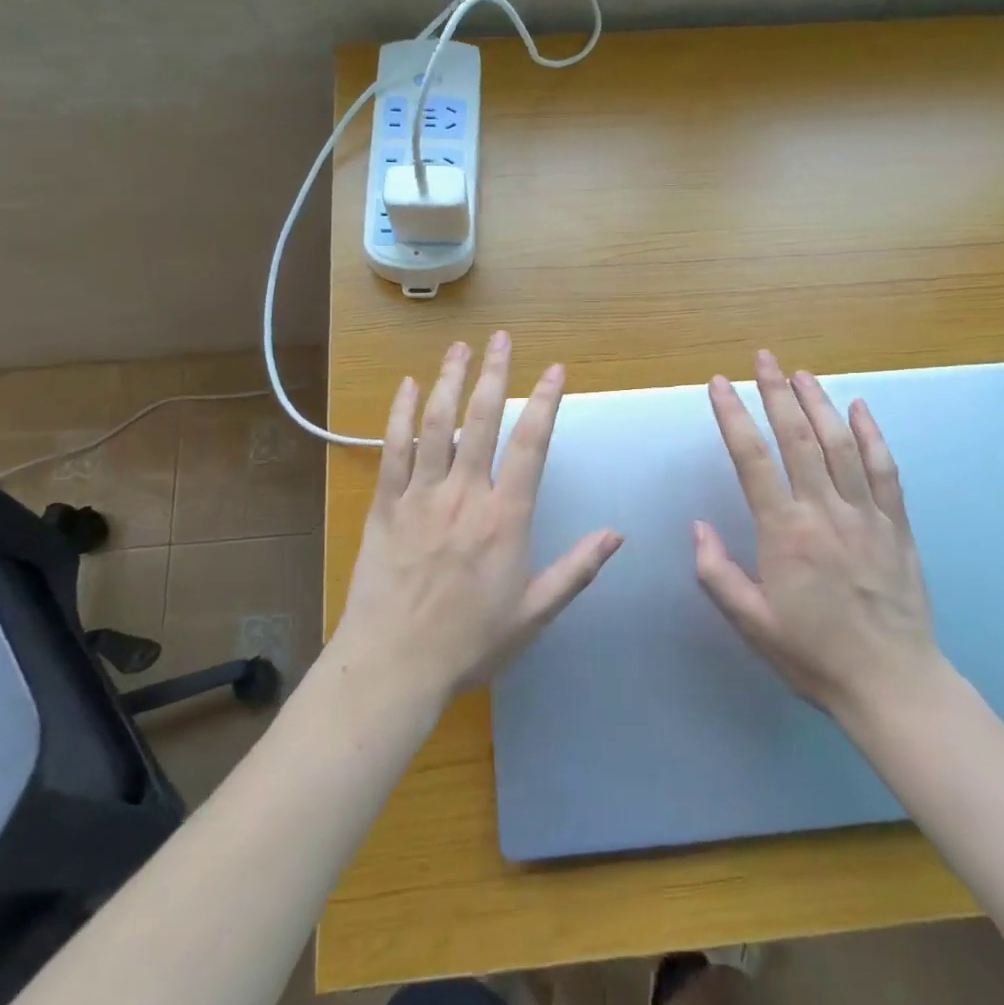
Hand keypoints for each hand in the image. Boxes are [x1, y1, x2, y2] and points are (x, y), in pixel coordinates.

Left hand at [334, 332, 622, 705]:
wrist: (395, 665)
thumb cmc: (470, 643)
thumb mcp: (535, 612)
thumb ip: (576, 569)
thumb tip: (617, 534)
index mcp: (505, 518)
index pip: (531, 445)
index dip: (546, 402)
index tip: (555, 369)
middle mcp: (465, 494)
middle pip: (483, 420)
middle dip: (495, 374)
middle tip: (501, 338)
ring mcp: (422, 496)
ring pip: (437, 424)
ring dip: (449, 381)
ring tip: (460, 348)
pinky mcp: (386, 505)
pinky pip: (393, 450)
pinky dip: (399, 414)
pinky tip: (406, 386)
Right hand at [694, 350, 944, 723]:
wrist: (894, 685)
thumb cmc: (814, 655)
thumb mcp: (752, 623)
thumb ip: (717, 574)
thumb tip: (697, 527)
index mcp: (785, 533)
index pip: (752, 459)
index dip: (733, 416)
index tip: (720, 384)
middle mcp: (825, 512)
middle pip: (798, 438)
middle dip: (777, 392)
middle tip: (764, 358)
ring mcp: (866, 515)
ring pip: (841, 444)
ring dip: (819, 403)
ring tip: (801, 373)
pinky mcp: (897, 525)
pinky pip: (884, 470)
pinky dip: (871, 434)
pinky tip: (859, 408)